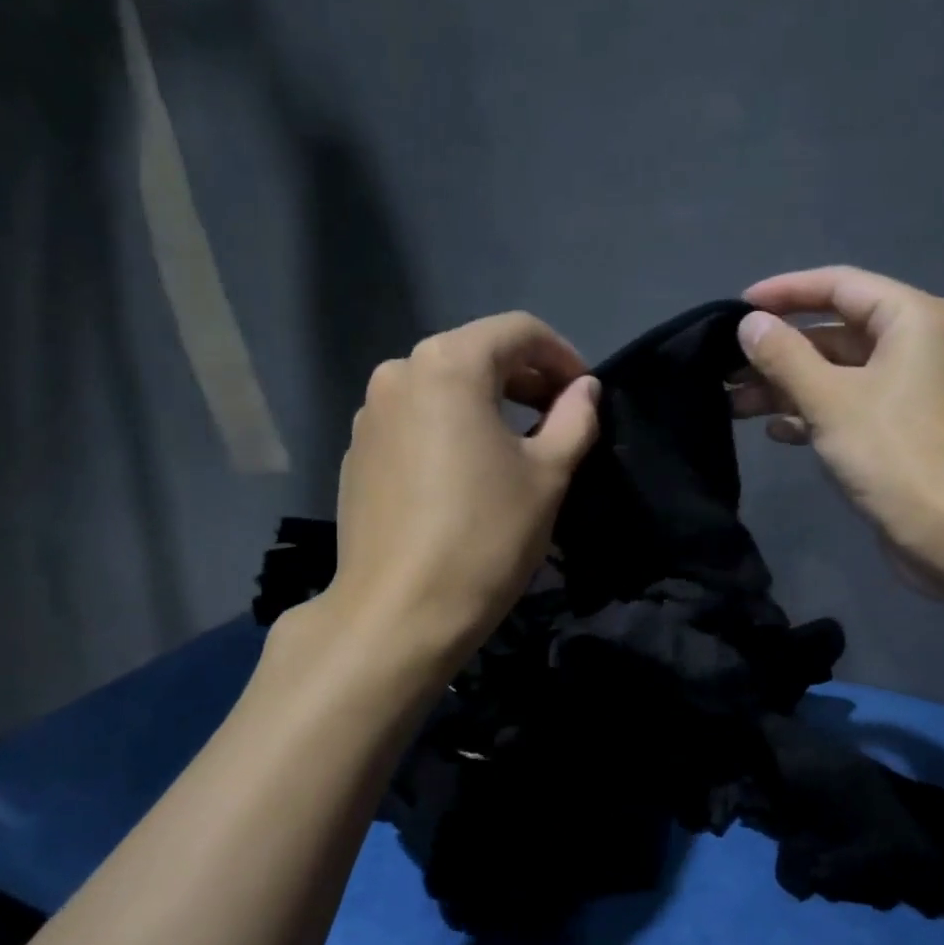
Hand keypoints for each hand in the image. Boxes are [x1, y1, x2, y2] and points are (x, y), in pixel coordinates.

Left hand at [326, 312, 599, 664]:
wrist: (399, 613)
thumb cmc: (485, 536)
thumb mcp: (547, 475)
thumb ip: (573, 419)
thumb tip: (585, 390)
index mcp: (448, 364)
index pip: (517, 331)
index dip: (562, 355)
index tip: (585, 394)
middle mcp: (399, 373)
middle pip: (476, 354)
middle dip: (526, 377)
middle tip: (560, 417)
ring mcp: (370, 414)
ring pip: (443, 387)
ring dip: (488, 402)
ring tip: (518, 445)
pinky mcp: (358, 453)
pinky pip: (415, 420)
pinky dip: (451, 427)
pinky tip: (469, 471)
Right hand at [731, 266, 943, 587]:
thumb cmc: (891, 451)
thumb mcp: (829, 398)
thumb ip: (784, 356)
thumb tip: (749, 325)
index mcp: (909, 318)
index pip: (838, 285)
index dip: (785, 292)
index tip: (737, 308)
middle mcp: (911, 344)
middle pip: (833, 331)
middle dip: (778, 351)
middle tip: (727, 367)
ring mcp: (903, 388)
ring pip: (834, 373)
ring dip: (786, 386)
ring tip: (735, 404)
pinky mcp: (894, 427)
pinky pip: (844, 405)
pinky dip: (810, 413)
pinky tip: (775, 431)